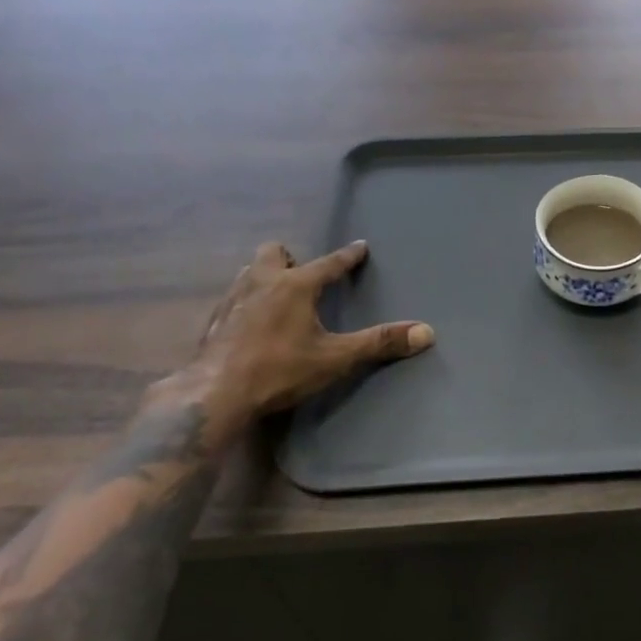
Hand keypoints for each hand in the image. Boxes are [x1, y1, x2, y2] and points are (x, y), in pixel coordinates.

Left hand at [171, 240, 432, 439]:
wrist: (214, 394)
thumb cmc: (279, 370)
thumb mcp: (336, 358)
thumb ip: (380, 343)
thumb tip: (426, 332)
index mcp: (295, 285)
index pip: (329, 263)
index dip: (348, 255)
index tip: (360, 246)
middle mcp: (263, 282)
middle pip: (274, 252)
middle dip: (290, 258)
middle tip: (303, 276)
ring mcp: (233, 300)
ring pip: (250, 271)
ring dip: (265, 276)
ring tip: (278, 295)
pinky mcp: (214, 321)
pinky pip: (234, 297)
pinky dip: (247, 301)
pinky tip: (252, 323)